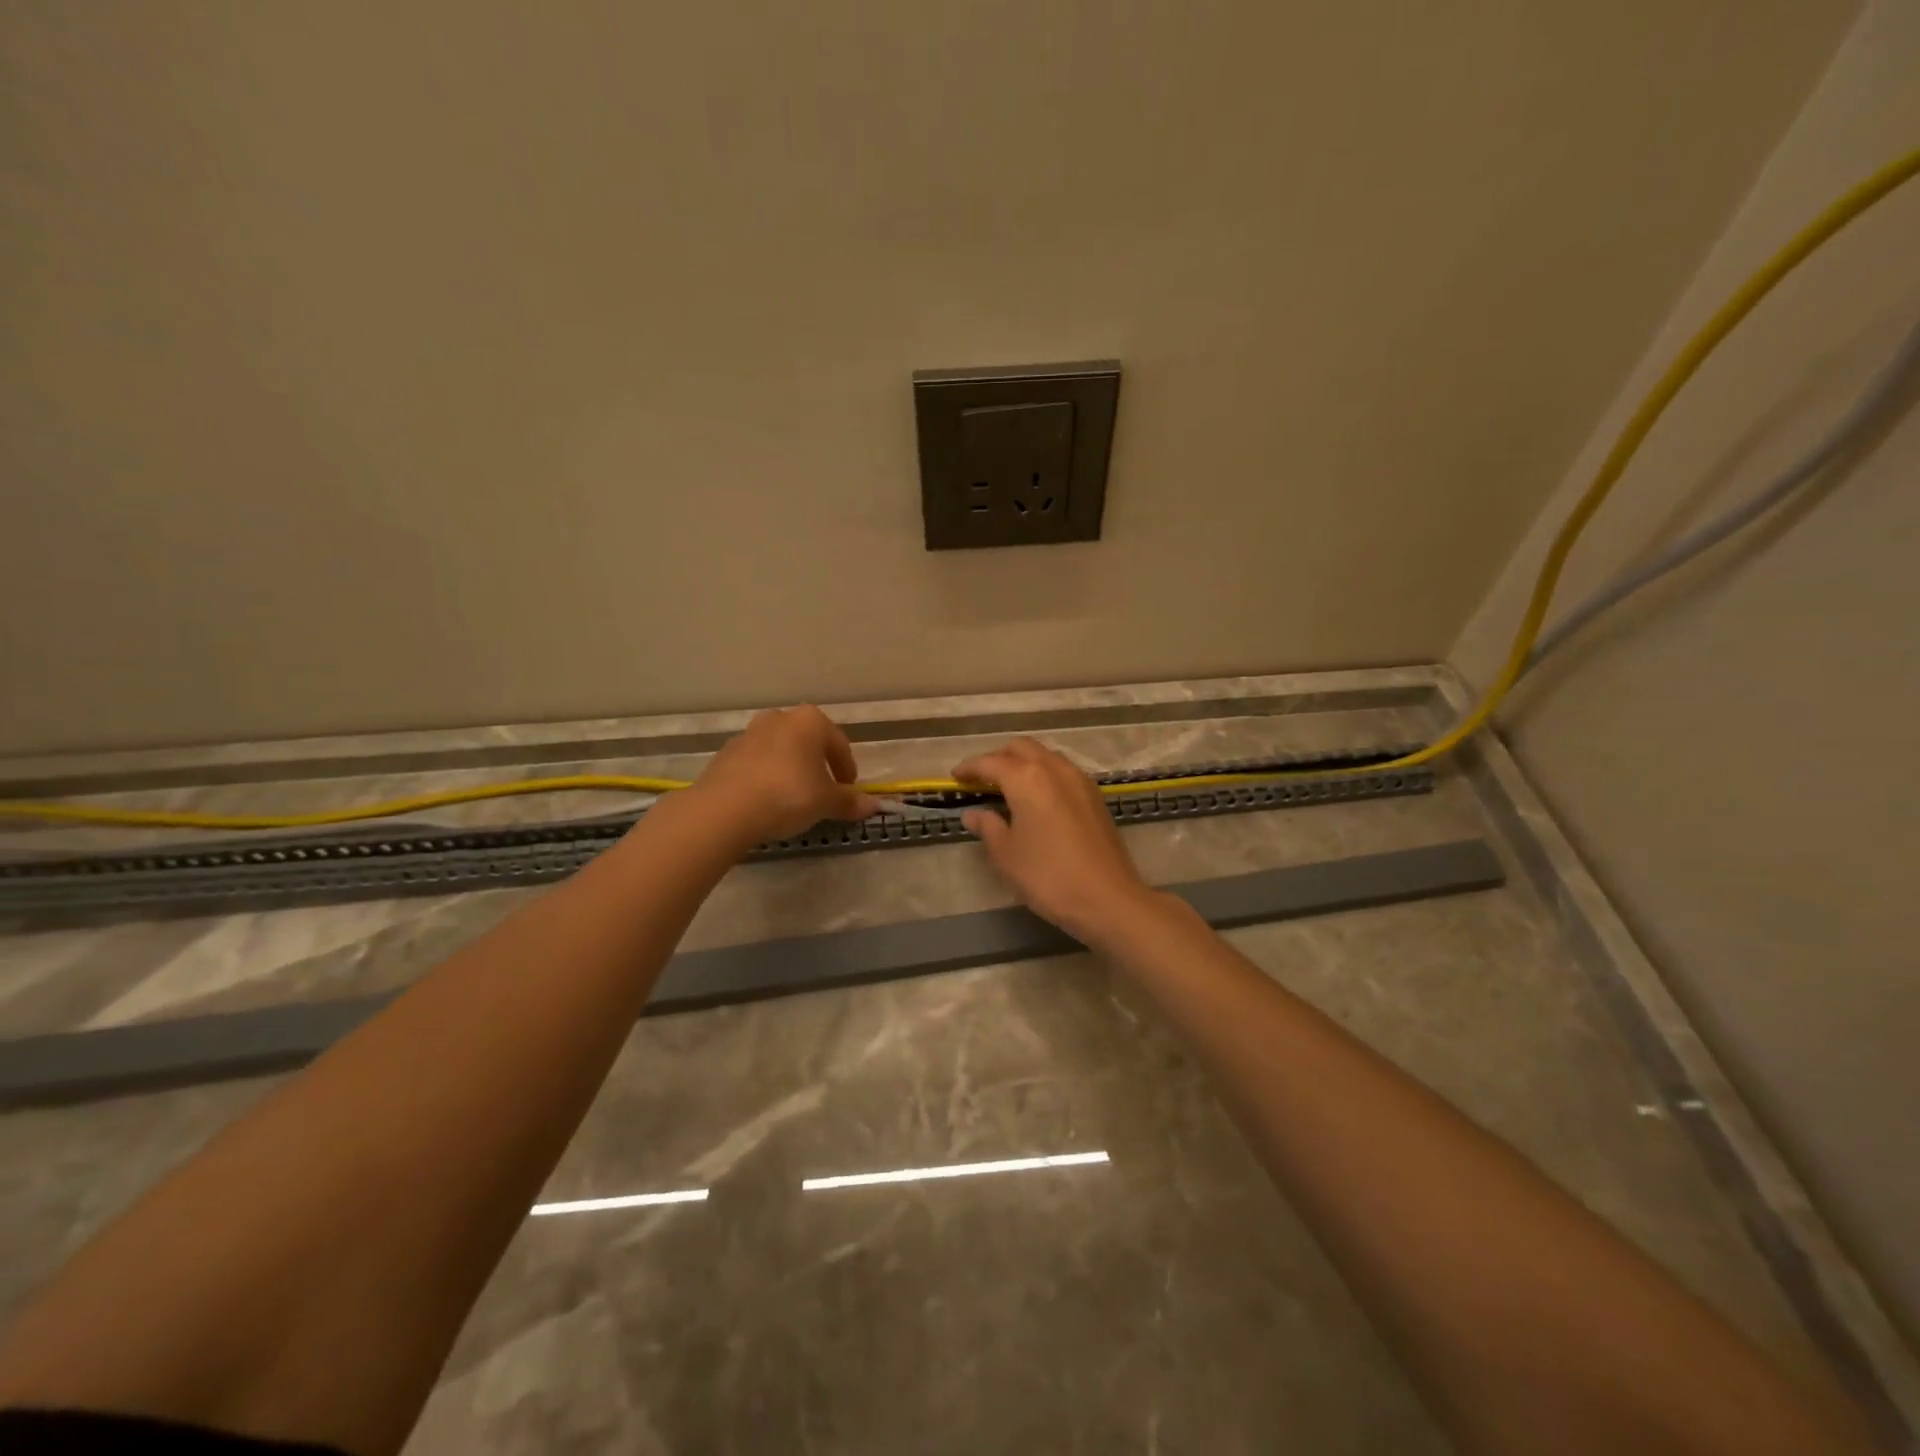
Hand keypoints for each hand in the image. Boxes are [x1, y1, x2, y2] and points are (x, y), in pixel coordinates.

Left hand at [690, 706, 879, 846]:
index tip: (848, 790)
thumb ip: (850, 801)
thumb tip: (875, 805)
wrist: (725, 809)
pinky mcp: (726, 753)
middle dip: (817, 764)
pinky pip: (756, 763)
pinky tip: (766, 800)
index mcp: (810, 721)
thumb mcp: (826, 802)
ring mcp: (749, 733)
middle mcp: (779, 718)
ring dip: (791, 769)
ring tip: (793, 798)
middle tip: (823, 792)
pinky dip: (766, 776)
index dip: (847, 769)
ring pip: (780, 750)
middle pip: (808, 742)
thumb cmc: (788, 795)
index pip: (839, 744)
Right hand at [953, 738, 1152, 942]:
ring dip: (1024, 763)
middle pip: (1021, 748)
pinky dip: (1044, 774)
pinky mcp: (1095, 796)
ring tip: (1008, 787)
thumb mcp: (1007, 855)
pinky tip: (1038, 799)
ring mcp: (1079, 779)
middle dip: (998, 758)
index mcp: (1027, 778)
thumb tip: (973, 814)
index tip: (956, 777)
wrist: (1108, 899)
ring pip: (1045, 756)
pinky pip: (1062, 771)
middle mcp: (1054, 768)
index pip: (991, 762)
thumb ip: (988, 827)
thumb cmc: (1048, 876)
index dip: (970, 768)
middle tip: (981, 779)